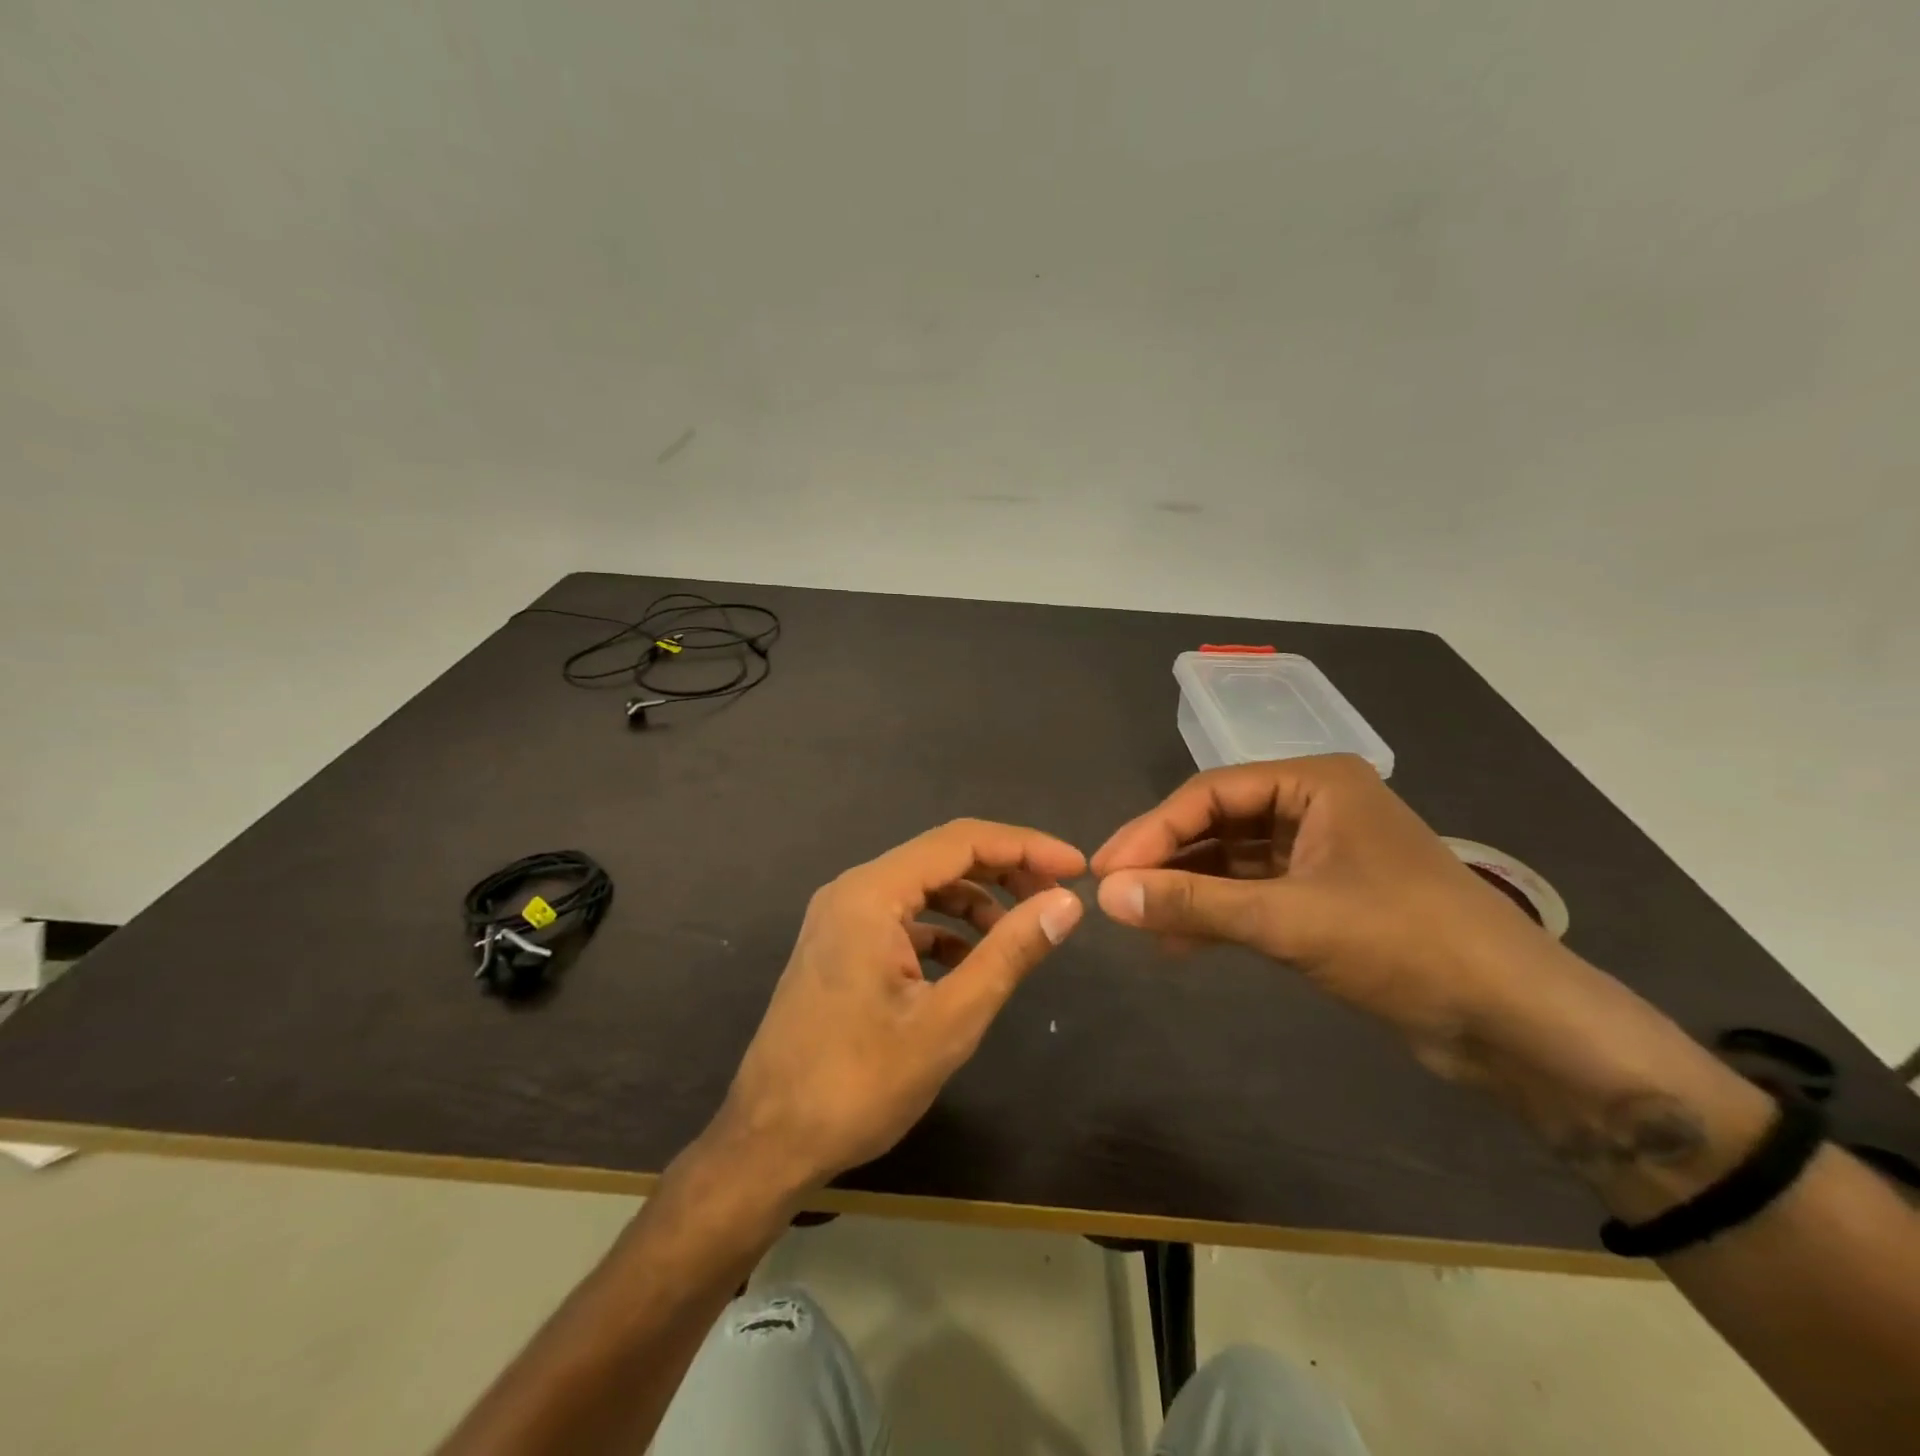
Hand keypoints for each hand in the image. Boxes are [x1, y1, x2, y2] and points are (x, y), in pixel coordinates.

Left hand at [711, 819, 1085, 1196]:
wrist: (769, 1143)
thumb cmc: (859, 1084)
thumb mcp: (948, 1020)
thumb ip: (1009, 953)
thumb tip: (1065, 903)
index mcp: (871, 894)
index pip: (961, 842)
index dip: (1025, 846)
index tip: (1076, 868)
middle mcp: (852, 890)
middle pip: (941, 856)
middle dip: (1004, 869)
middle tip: (1057, 895)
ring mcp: (840, 917)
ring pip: (922, 886)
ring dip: (974, 900)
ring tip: (1020, 931)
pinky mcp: (839, 945)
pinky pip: (902, 917)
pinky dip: (943, 928)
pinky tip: (970, 962)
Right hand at [1091, 755, 1548, 1075]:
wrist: (1516, 1022)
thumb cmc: (1406, 945)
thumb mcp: (1289, 920)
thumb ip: (1193, 904)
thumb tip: (1106, 896)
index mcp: (1314, 783)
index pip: (1209, 794)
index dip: (1151, 831)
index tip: (1104, 871)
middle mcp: (1314, 806)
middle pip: (1218, 824)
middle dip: (1165, 860)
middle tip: (1111, 894)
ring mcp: (1320, 852)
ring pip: (1232, 861)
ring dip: (1187, 890)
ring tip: (1138, 921)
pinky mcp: (1325, 897)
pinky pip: (1253, 893)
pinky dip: (1217, 914)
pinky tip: (1178, 943)